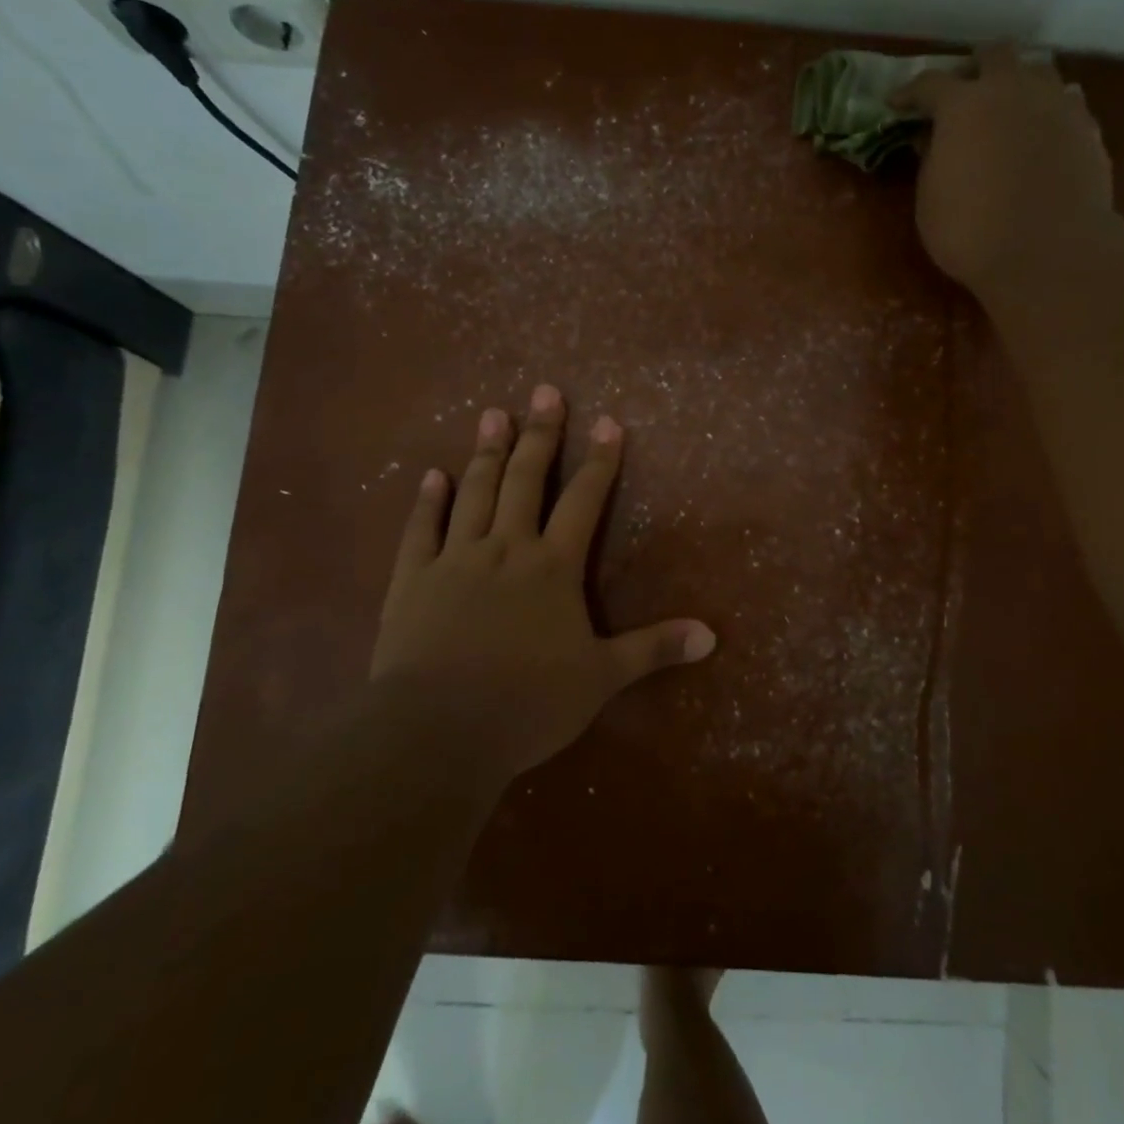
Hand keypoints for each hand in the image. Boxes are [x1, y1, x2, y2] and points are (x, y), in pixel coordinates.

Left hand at [369, 385, 714, 784]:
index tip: (608, 421)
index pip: (584, 501)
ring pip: (474, 493)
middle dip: (540, 435)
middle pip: (525, 480)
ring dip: (486, 452)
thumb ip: (654, 649)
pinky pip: (420, 531)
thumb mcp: (602, 678)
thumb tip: (712, 636)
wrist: (438, 732)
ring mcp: (454, 560)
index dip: (600, 461)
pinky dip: (427, 501)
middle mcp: (505, 549)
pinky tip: (432, 474)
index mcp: (553, 567)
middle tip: (544, 391)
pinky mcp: (411, 581)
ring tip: (493, 413)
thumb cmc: (529, 703)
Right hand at [894, 44, 1113, 308]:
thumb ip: (930, 160)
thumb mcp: (930, 201)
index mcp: (963, 105)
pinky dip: (1049, 111)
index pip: (930, 83)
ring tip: (1009, 110)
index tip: (897, 103)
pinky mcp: (1088, 127)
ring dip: (1019, 83)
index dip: (910, 92)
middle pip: (994, 54)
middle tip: (963, 93)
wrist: (1048, 251)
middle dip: (975, 68)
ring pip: (1038, 70)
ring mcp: (1056, 104)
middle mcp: (1012, 89)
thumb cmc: (972, 232)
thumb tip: (933, 138)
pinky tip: (1043, 135)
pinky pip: (1067, 102)